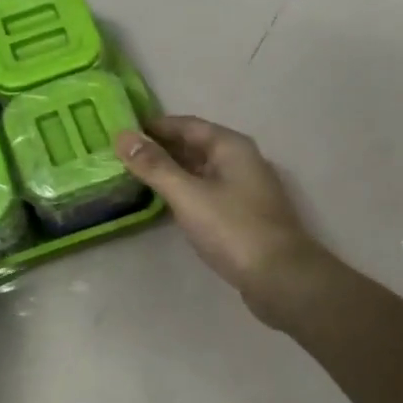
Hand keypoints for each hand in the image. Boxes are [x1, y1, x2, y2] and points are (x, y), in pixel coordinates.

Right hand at [114, 115, 326, 323]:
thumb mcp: (188, 195)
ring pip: (201, 171)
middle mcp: (241, 160)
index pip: (186, 125)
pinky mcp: (244, 215)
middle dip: (161, 149)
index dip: (154, 127)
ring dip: (172, 172)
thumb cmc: (233, 229)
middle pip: (195, 145)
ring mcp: (245, 189)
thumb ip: (154, 166)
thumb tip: (122, 135)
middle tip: (122, 156)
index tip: (122, 132)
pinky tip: (166, 204)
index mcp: (231, 146)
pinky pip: (208, 192)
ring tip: (136, 177)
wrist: (281, 278)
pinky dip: (186, 191)